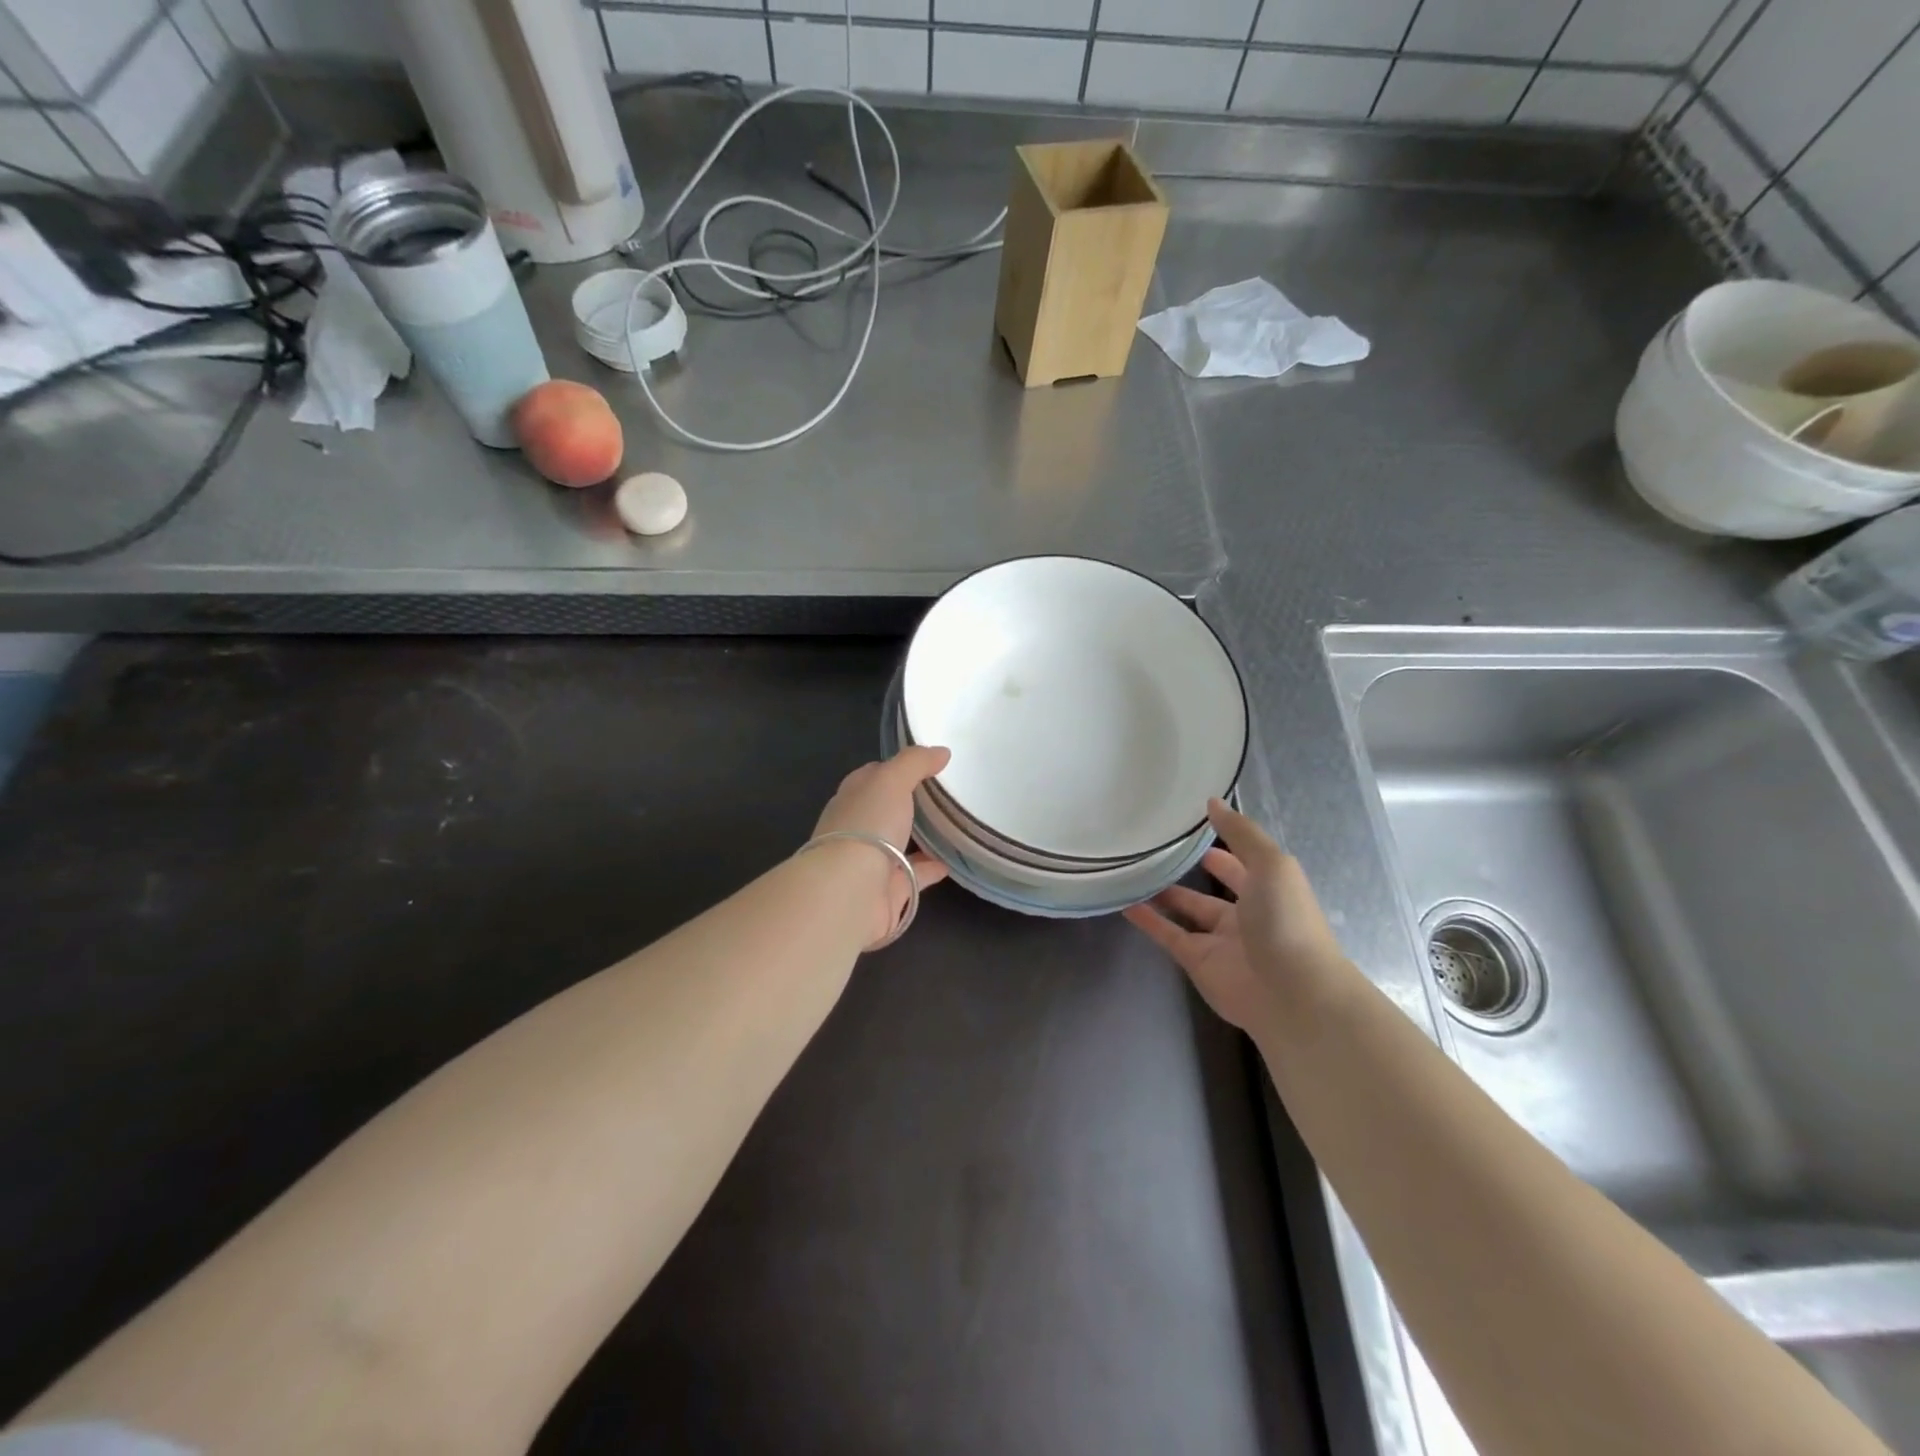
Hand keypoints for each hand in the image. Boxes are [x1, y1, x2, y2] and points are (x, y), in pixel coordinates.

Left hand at [811, 745, 952, 949]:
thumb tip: (941, 752)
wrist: (851, 892)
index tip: (924, 764)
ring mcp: (871, 862)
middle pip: (885, 810)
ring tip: (951, 826)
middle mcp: (858, 829)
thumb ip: (915, 763)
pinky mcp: (887, 891)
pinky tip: (951, 862)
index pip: (872, 777)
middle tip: (943, 795)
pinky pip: (913, 876)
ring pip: (898, 844)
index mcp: (852, 799)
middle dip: (907, 803)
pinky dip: (929, 869)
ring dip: (919, 837)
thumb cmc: (867, 826)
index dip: (894, 768)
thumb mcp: (891, 780)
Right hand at [1123, 799, 1350, 1036]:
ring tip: (1133, 871)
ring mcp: (1220, 940)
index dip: (1221, 843)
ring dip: (1163, 894)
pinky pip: (1169, 935)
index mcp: (1268, 889)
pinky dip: (1148, 921)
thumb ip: (1241, 834)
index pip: (1240, 861)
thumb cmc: (1287, 921)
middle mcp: (1245, 913)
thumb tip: (1212, 801)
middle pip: (1212, 888)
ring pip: (1186, 911)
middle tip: (1154, 847)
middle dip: (1189, 870)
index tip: (1189, 826)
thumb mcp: (1271, 865)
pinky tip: (1125, 904)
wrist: (1292, 994)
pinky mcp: (1197, 962)